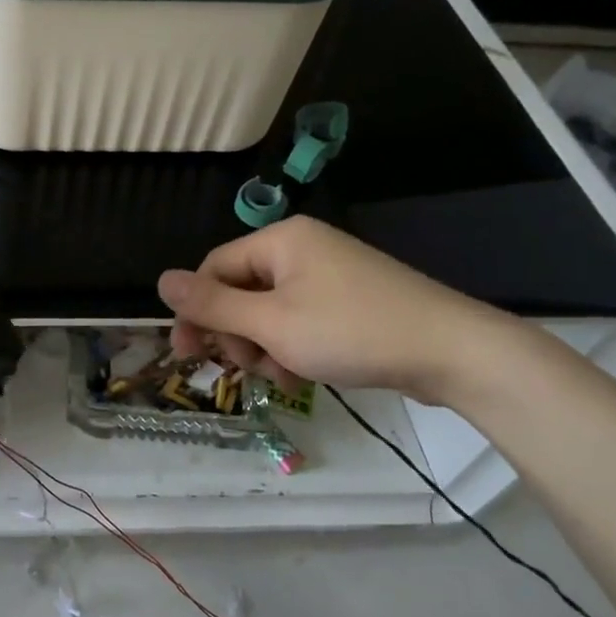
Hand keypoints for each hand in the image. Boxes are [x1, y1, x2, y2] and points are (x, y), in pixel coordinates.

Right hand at [156, 217, 516, 405]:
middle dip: (237, 334)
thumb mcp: (272, 323)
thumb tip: (161, 280)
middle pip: (241, 290)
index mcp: (280, 240)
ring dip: (264, 346)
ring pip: (270, 311)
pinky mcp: (351, 299)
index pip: (214, 268)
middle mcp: (302, 248)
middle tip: (247, 369)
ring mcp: (330, 274)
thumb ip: (213, 305)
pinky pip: (301, 319)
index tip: (186, 355)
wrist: (453, 351)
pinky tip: (305, 374)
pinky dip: (293, 346)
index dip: (197, 311)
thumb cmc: (352, 331)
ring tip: (284, 375)